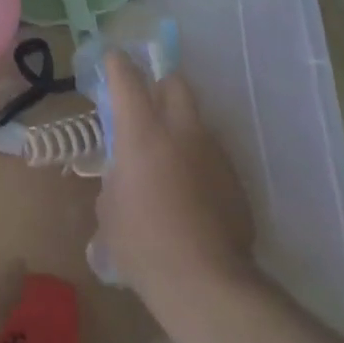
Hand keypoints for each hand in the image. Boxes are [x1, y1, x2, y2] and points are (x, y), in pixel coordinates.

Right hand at [95, 50, 255, 320]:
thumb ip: (115, 178)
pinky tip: (190, 194)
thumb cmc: (142, 243)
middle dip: (160, 86)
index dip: (118, 65)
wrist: (206, 283)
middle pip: (175, 84)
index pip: (128, 79)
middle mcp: (181, 131)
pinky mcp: (234, 179)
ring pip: (196, 121)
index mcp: (142, 132)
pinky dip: (197, 162)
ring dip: (180, 128)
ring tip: (168, 161)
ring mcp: (213, 153)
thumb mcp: (109, 209)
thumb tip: (124, 175)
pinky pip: (211, 156)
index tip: (113, 59)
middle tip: (146, 106)